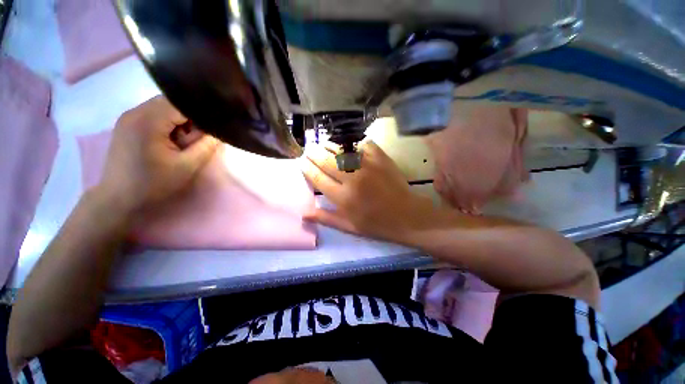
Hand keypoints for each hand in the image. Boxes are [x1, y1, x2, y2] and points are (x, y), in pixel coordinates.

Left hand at [96, 96, 218, 211]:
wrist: (119, 198)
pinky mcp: (127, 124)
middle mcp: (135, 111)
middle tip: (199, 138)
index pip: (182, 103)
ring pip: (164, 108)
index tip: (213, 127)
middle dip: (190, 118)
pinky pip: (154, 115)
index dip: (201, 113)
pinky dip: (168, 124)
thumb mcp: (187, 165)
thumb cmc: (154, 183)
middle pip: (172, 103)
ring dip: (179, 121)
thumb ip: (206, 145)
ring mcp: (129, 117)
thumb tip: (219, 131)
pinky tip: (171, 141)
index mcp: (148, 120)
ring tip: (184, 142)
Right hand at [300, 141, 435, 243]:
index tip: (301, 162)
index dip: (307, 168)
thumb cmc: (376, 224)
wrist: (406, 216)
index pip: (318, 178)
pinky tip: (346, 142)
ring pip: (342, 149)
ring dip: (329, 145)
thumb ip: (326, 219)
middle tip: (308, 150)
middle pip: (326, 161)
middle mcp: (352, 178)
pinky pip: (362, 144)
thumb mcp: (349, 227)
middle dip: (314, 153)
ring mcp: (367, 166)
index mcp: (343, 197)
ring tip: (322, 144)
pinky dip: (352, 141)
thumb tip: (303, 214)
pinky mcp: (380, 158)